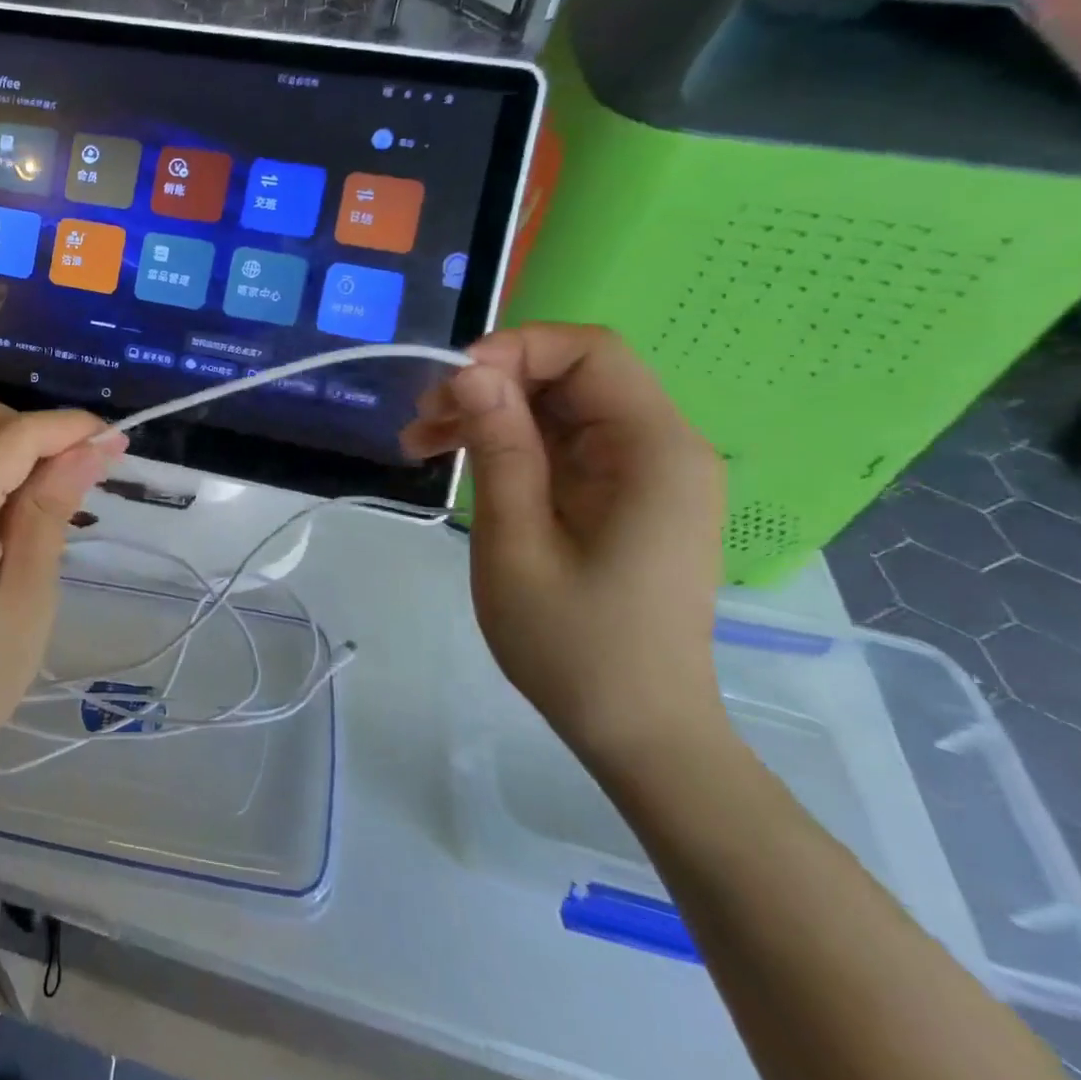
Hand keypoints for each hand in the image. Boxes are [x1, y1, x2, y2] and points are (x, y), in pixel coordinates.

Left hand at [0, 402, 126, 777]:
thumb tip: (89, 447)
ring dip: (24, 451)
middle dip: (47, 435)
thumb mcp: (28, 593)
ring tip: (67, 494)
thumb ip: (52, 509)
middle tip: (95, 474)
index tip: (119, 443)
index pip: (15, 435)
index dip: (70, 429)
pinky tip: (25, 508)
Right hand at [401, 324, 728, 768]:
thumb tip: (472, 371)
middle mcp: (660, 448)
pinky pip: (561, 444)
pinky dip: (507, 443)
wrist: (635, 730)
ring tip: (420, 442)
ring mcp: (642, 473)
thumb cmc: (574, 644)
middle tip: (423, 419)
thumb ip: (500, 448)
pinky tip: (455, 462)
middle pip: (571, 376)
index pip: (591, 353)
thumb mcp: (516, 542)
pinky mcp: (620, 496)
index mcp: (654, 452)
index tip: (451, 383)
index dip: (517, 349)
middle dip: (491, 384)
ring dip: (489, 414)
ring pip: (557, 408)